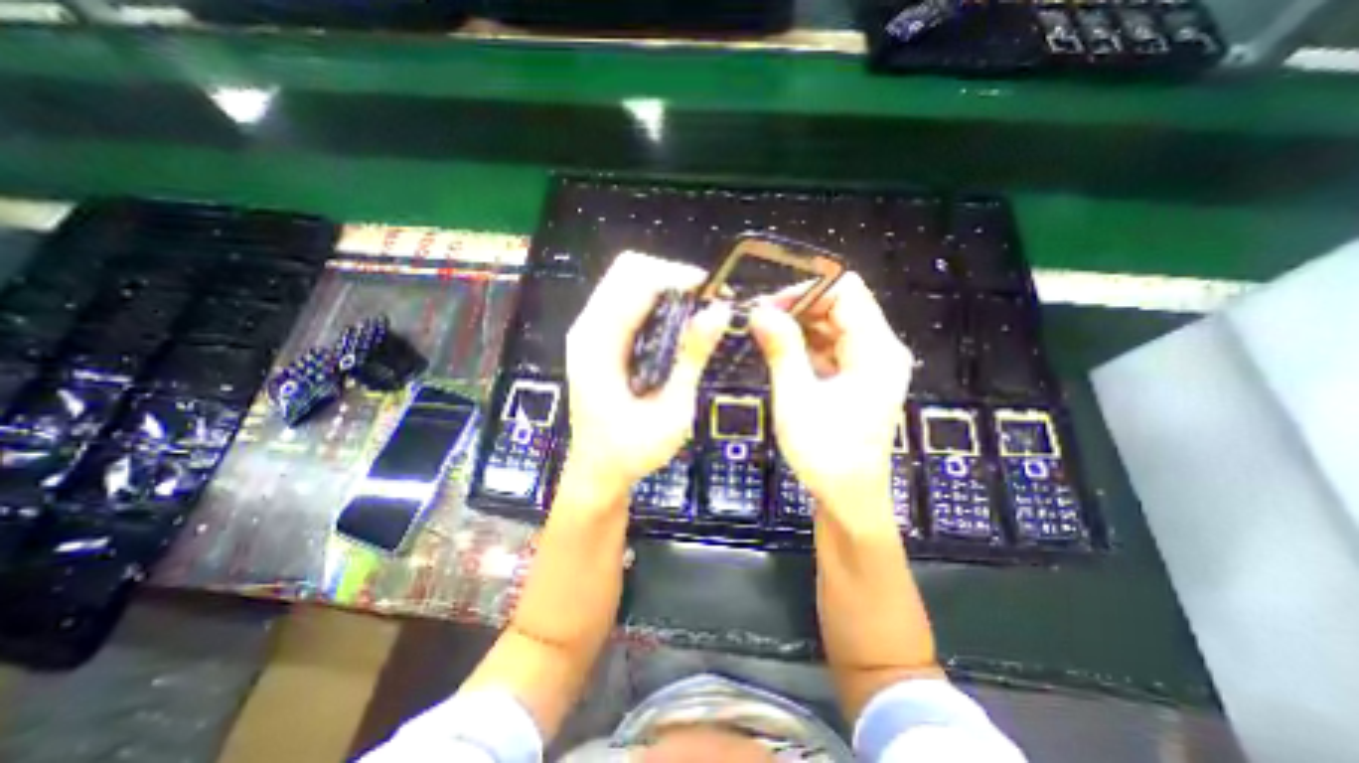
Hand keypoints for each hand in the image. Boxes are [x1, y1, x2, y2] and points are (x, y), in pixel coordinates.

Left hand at [562, 254, 732, 498]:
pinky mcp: (596, 337)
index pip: (635, 282)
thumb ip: (692, 357)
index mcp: (599, 344)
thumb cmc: (632, 449)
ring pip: (626, 279)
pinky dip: (654, 300)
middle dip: (671, 275)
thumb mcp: (671, 409)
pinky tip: (675, 323)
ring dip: (664, 285)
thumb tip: (719, 310)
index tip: (714, 292)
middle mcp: (587, 327)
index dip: (677, 276)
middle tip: (705, 301)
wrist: (598, 470)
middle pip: (627, 269)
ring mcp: (589, 330)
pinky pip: (625, 299)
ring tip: (695, 310)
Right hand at [743, 275, 911, 518]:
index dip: (806, 290)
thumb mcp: (796, 399)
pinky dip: (808, 345)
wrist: (849, 498)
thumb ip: (781, 350)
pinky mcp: (860, 377)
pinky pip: (833, 346)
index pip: (846, 291)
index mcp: (876, 350)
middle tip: (760, 322)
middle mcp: (880, 350)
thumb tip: (759, 311)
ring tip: (766, 337)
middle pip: (842, 305)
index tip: (768, 307)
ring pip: (835, 325)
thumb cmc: (826, 454)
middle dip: (799, 307)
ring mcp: (872, 364)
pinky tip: (784, 354)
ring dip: (801, 326)